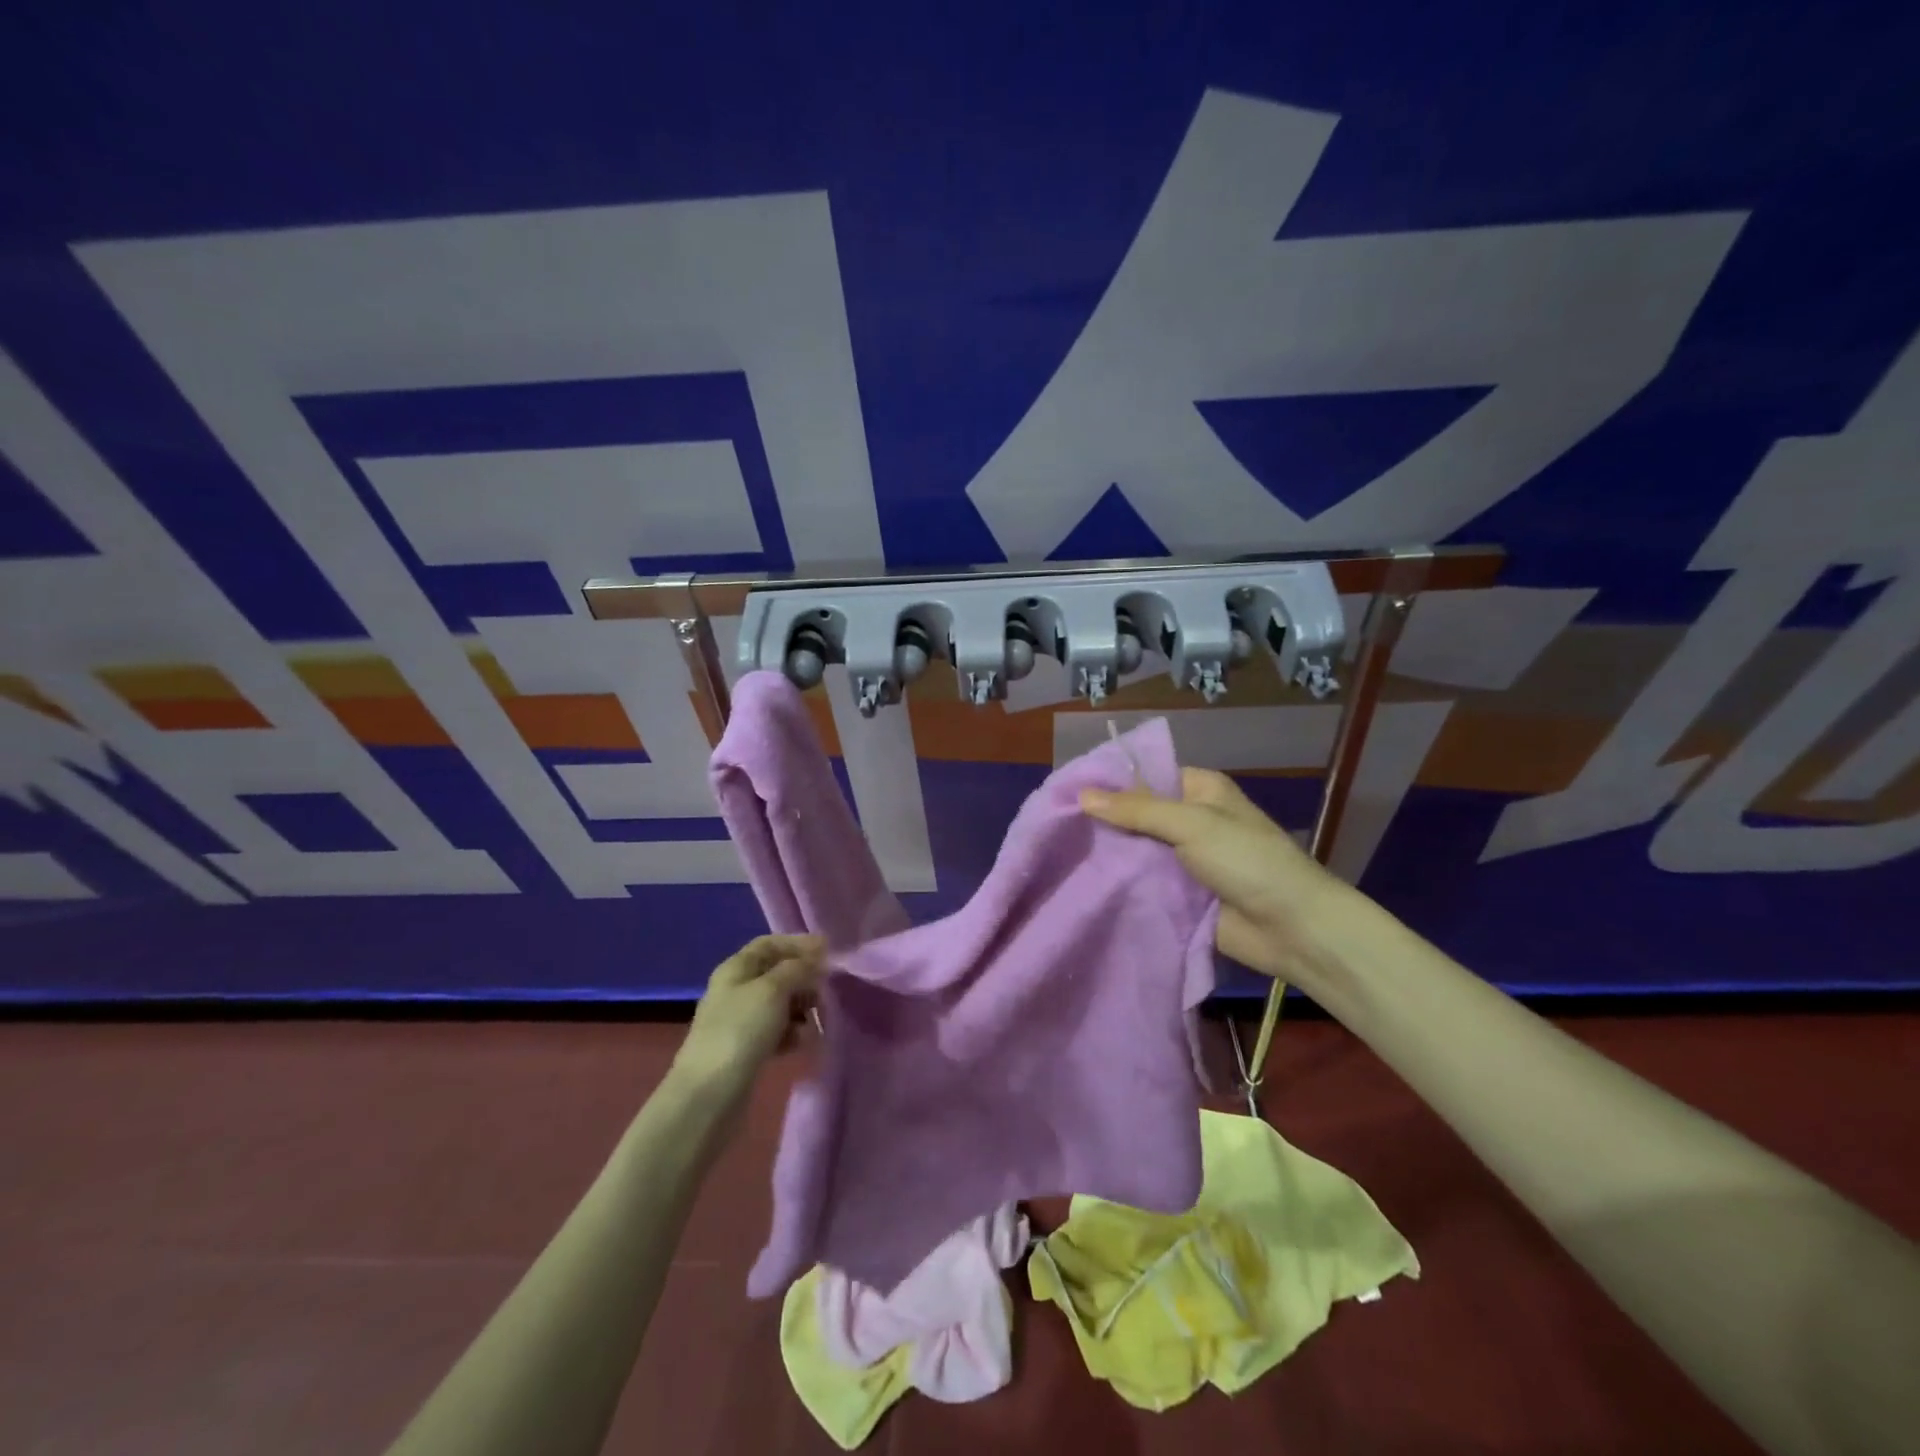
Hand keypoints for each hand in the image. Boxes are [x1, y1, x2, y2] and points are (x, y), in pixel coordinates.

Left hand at [673, 934, 825, 1098]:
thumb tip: (815, 960)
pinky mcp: (747, 1050)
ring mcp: (741, 1022)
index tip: (828, 951)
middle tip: (826, 990)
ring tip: (817, 1019)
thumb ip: (797, 969)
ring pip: (780, 1004)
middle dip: (804, 979)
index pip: (770, 944)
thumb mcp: (773, 990)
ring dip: (802, 1008)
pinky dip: (792, 1033)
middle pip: (777, 973)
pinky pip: (777, 1031)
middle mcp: (737, 990)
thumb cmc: (741, 1031)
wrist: (710, 1095)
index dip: (798, 943)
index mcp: (736, 969)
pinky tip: (803, 1042)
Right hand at [1081, 768, 1354, 983]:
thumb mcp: (1192, 824)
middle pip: (1137, 815)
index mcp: (1199, 790)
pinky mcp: (1178, 894)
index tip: (1067, 790)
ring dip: (1110, 854)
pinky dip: (1121, 883)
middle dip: (1104, 821)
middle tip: (1056, 825)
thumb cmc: (1248, 861)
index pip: (1146, 776)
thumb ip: (1137, 810)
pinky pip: (1143, 882)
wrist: (1292, 928)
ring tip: (1060, 853)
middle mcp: (1189, 820)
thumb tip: (1082, 795)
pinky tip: (1084, 882)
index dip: (1110, 782)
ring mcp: (1183, 859)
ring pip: (1137, 850)